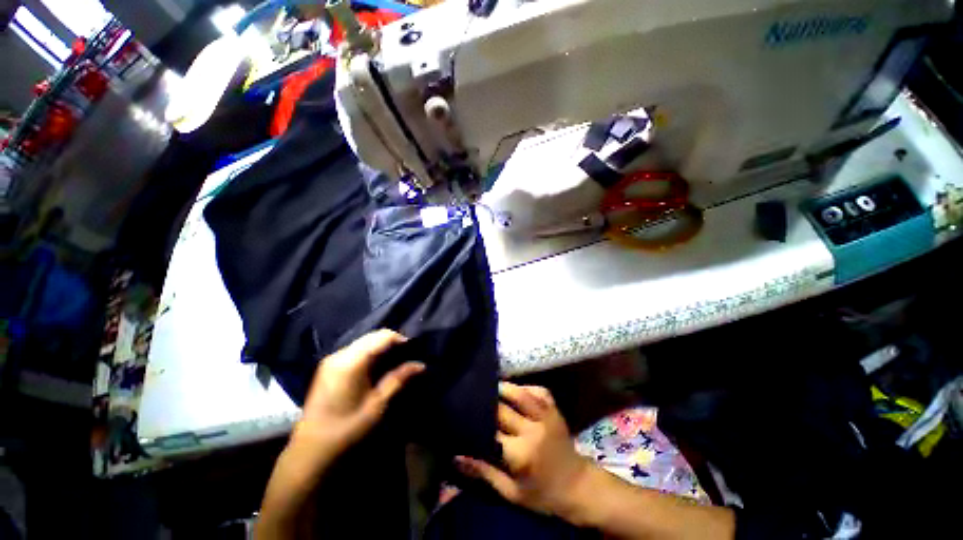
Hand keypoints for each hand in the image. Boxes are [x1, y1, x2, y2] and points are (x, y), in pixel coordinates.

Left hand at [291, 329, 424, 468]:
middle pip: (372, 337)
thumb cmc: (347, 428)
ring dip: (381, 348)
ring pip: (364, 342)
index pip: (382, 336)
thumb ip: (398, 379)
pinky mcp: (328, 367)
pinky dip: (369, 354)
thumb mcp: (377, 405)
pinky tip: (376, 368)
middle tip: (406, 357)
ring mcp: (331, 360)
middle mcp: (340, 354)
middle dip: (391, 343)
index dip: (401, 339)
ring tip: (394, 362)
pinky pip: (355, 351)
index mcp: (351, 361)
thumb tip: (421, 365)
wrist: (310, 451)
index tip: (414, 351)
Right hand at [455, 382, 590, 518]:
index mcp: (521, 453)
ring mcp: (546, 416)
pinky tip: (515, 390)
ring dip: (504, 388)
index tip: (465, 417)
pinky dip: (525, 387)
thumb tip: (456, 457)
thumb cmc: (543, 494)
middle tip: (474, 399)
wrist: (579, 486)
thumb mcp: (511, 492)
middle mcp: (533, 429)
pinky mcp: (555, 409)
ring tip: (491, 387)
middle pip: (503, 409)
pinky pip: (538, 390)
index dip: (477, 422)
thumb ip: (484, 473)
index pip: (491, 430)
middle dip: (487, 403)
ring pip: (521, 393)